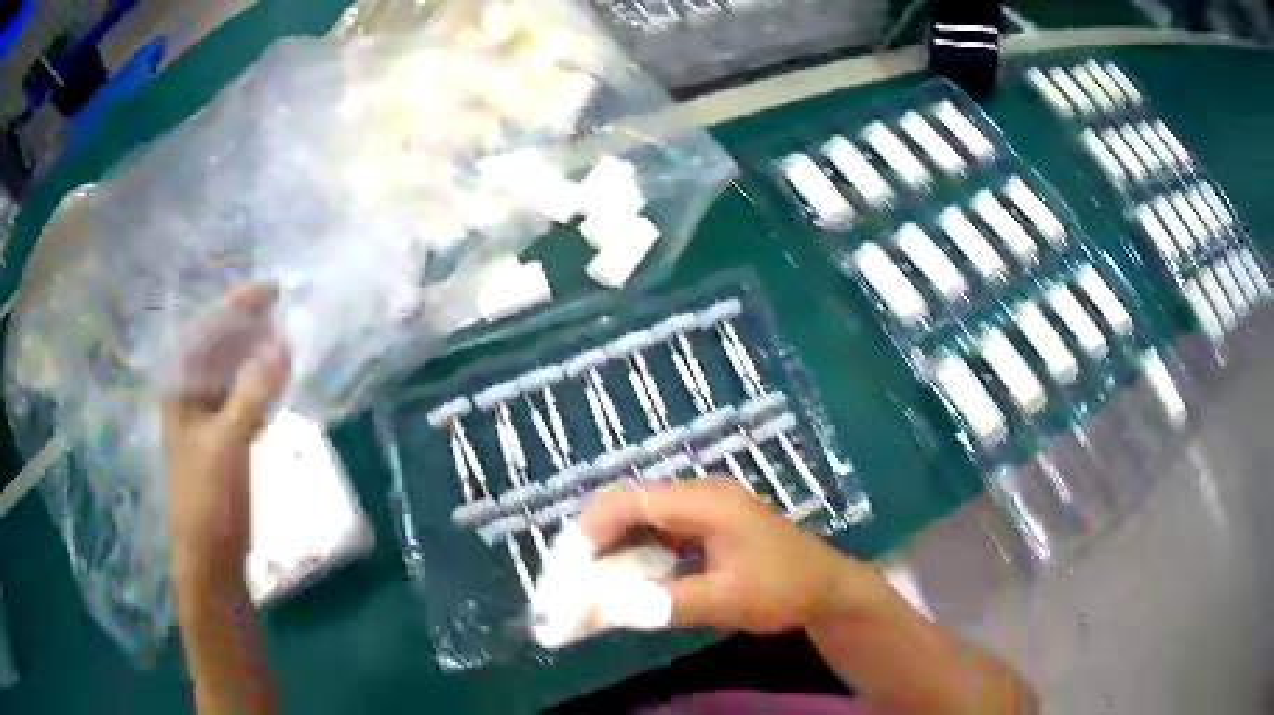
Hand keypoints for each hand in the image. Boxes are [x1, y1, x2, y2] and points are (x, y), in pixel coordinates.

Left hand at [162, 285, 289, 586]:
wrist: (210, 562)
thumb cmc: (208, 501)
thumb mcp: (228, 444)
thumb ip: (252, 393)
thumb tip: (282, 345)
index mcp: (179, 391)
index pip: (205, 333)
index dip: (236, 307)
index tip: (271, 290)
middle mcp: (188, 399)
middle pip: (217, 349)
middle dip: (247, 328)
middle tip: (284, 313)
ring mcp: (205, 423)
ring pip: (230, 376)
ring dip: (255, 357)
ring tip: (285, 343)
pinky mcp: (222, 445)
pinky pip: (240, 402)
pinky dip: (258, 389)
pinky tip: (276, 387)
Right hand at [578, 478, 878, 633]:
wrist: (828, 588)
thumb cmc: (784, 589)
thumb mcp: (726, 600)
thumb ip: (665, 603)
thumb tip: (601, 608)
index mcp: (704, 501)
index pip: (630, 502)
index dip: (589, 532)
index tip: (565, 570)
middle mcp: (697, 495)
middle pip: (627, 508)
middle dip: (590, 545)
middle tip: (564, 583)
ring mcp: (701, 510)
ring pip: (637, 523)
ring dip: (607, 553)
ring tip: (580, 587)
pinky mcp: (703, 528)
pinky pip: (654, 537)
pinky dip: (629, 559)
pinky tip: (617, 584)